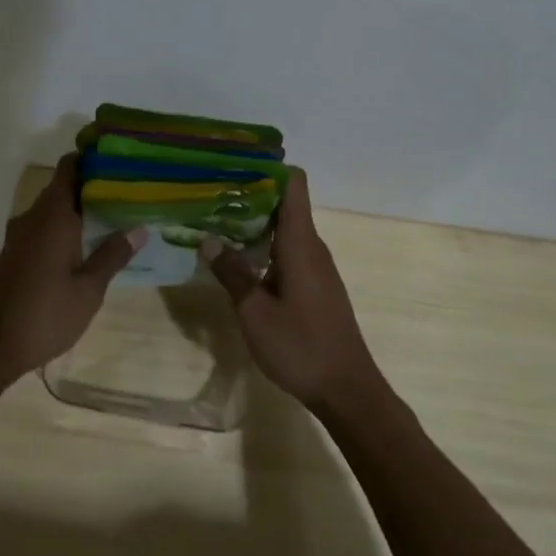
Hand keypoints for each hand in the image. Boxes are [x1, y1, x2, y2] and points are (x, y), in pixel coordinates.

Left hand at [0, 155, 144, 385]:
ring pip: (55, 208)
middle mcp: (34, 217)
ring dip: (81, 208)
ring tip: (117, 215)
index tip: (121, 157)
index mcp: (53, 216)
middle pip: (64, 186)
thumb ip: (112, 255)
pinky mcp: (15, 254)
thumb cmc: (44, 315)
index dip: (93, 157)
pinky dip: (67, 226)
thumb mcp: (89, 289)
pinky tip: (88, 243)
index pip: (70, 167)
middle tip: (132, 190)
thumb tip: (139, 228)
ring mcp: (21, 235)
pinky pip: (45, 227)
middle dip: (94, 185)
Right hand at [202, 169, 384, 413]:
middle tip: (209, 194)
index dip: (267, 168)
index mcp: (300, 244)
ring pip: (284, 229)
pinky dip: (263, 246)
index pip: (294, 185)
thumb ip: (232, 273)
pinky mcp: (316, 286)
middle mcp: (312, 247)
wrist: (347, 390)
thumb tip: (207, 239)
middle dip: (249, 195)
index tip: (233, 164)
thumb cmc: (301, 347)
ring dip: (254, 223)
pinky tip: (238, 260)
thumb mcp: (254, 312)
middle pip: (285, 204)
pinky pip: (288, 251)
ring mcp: (316, 267)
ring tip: (215, 222)